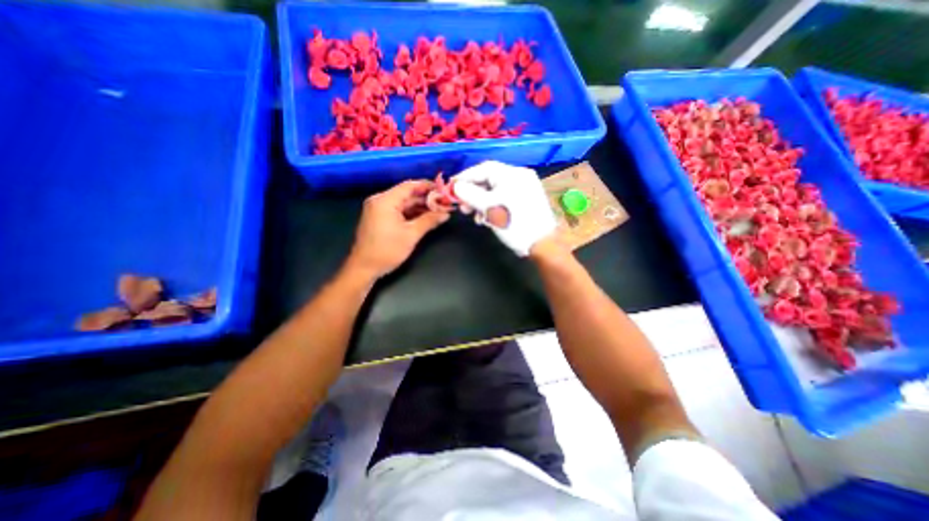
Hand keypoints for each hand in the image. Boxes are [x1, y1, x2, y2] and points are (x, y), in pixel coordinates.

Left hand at [347, 179, 450, 280]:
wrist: (364, 268)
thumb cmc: (387, 250)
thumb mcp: (411, 235)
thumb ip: (429, 221)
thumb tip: (446, 214)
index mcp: (385, 200)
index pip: (409, 186)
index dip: (428, 186)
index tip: (443, 190)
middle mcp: (380, 200)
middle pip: (407, 194)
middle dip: (426, 199)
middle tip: (444, 203)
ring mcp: (378, 209)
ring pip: (403, 203)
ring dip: (420, 207)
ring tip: (439, 210)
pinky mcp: (379, 218)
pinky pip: (398, 211)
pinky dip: (411, 213)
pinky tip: (425, 217)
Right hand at [453, 158, 552, 254]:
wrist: (542, 243)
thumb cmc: (514, 224)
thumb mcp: (489, 208)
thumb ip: (469, 194)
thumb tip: (456, 186)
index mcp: (512, 174)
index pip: (482, 169)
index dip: (464, 177)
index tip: (451, 187)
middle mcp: (519, 176)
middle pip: (488, 180)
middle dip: (472, 194)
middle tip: (462, 207)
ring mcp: (524, 188)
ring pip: (495, 191)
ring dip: (481, 202)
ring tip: (474, 216)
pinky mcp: (525, 200)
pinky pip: (503, 198)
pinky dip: (492, 206)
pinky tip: (486, 218)